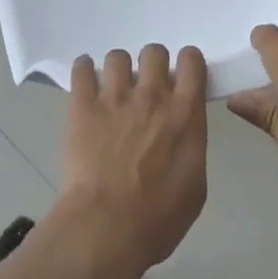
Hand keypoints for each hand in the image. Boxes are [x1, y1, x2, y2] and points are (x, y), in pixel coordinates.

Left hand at [58, 44, 208, 277]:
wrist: (108, 227)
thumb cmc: (159, 218)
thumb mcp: (195, 186)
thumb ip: (191, 146)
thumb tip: (182, 132)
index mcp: (184, 113)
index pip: (191, 61)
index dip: (187, 64)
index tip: (181, 77)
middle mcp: (151, 95)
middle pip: (154, 51)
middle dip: (152, 64)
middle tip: (145, 87)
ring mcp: (115, 96)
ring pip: (118, 56)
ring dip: (118, 69)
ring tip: (113, 89)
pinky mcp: (83, 104)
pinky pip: (82, 68)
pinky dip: (84, 70)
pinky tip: (85, 80)